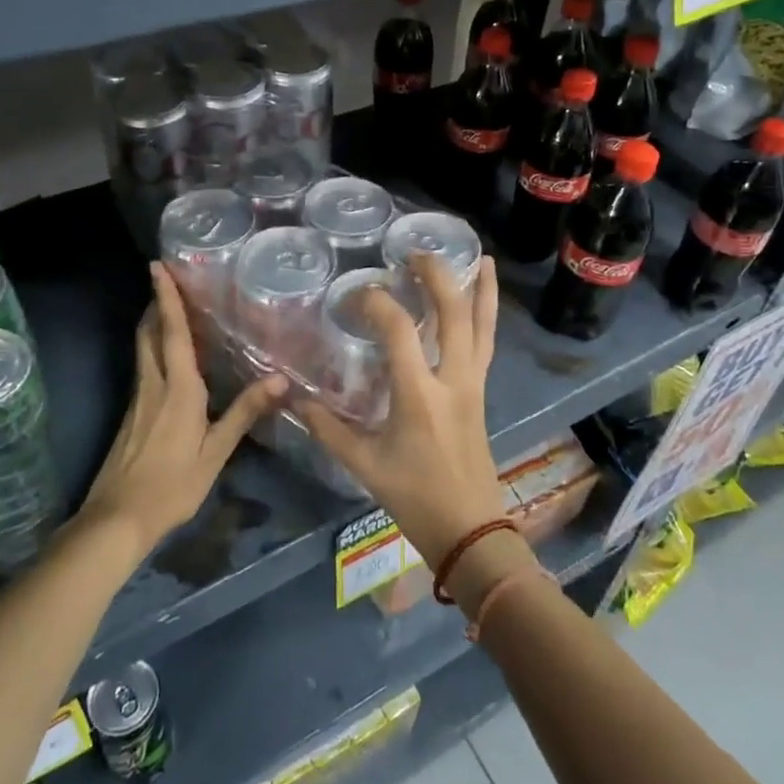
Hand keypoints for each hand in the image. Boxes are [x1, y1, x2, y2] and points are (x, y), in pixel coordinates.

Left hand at [79, 263, 286, 556]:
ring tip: (169, 307)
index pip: (173, 332)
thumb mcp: (216, 452)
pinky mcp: (132, 413)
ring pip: (143, 348)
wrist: (117, 519)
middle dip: (156, 303)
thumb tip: (280, 378)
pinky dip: (154, 348)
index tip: (158, 266)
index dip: (166, 298)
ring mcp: (139, 398)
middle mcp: (154, 384)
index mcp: (178, 388)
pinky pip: (144, 366)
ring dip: (153, 323)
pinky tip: (169, 358)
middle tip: (167, 279)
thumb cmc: (172, 484)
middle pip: (150, 333)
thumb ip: (245, 412)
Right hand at [296, 254, 507, 564]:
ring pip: (481, 326)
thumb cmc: (415, 497)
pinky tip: (485, 297)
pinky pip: (487, 343)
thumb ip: (328, 429)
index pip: (399, 331)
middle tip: (414, 254)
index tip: (357, 296)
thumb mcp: (364, 465)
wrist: (469, 529)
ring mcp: (473, 383)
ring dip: (478, 289)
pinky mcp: (481, 390)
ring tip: (477, 255)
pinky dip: (487, 314)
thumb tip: (295, 400)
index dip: (377, 303)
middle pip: (452, 315)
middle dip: (436, 277)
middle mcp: (452, 380)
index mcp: (418, 396)